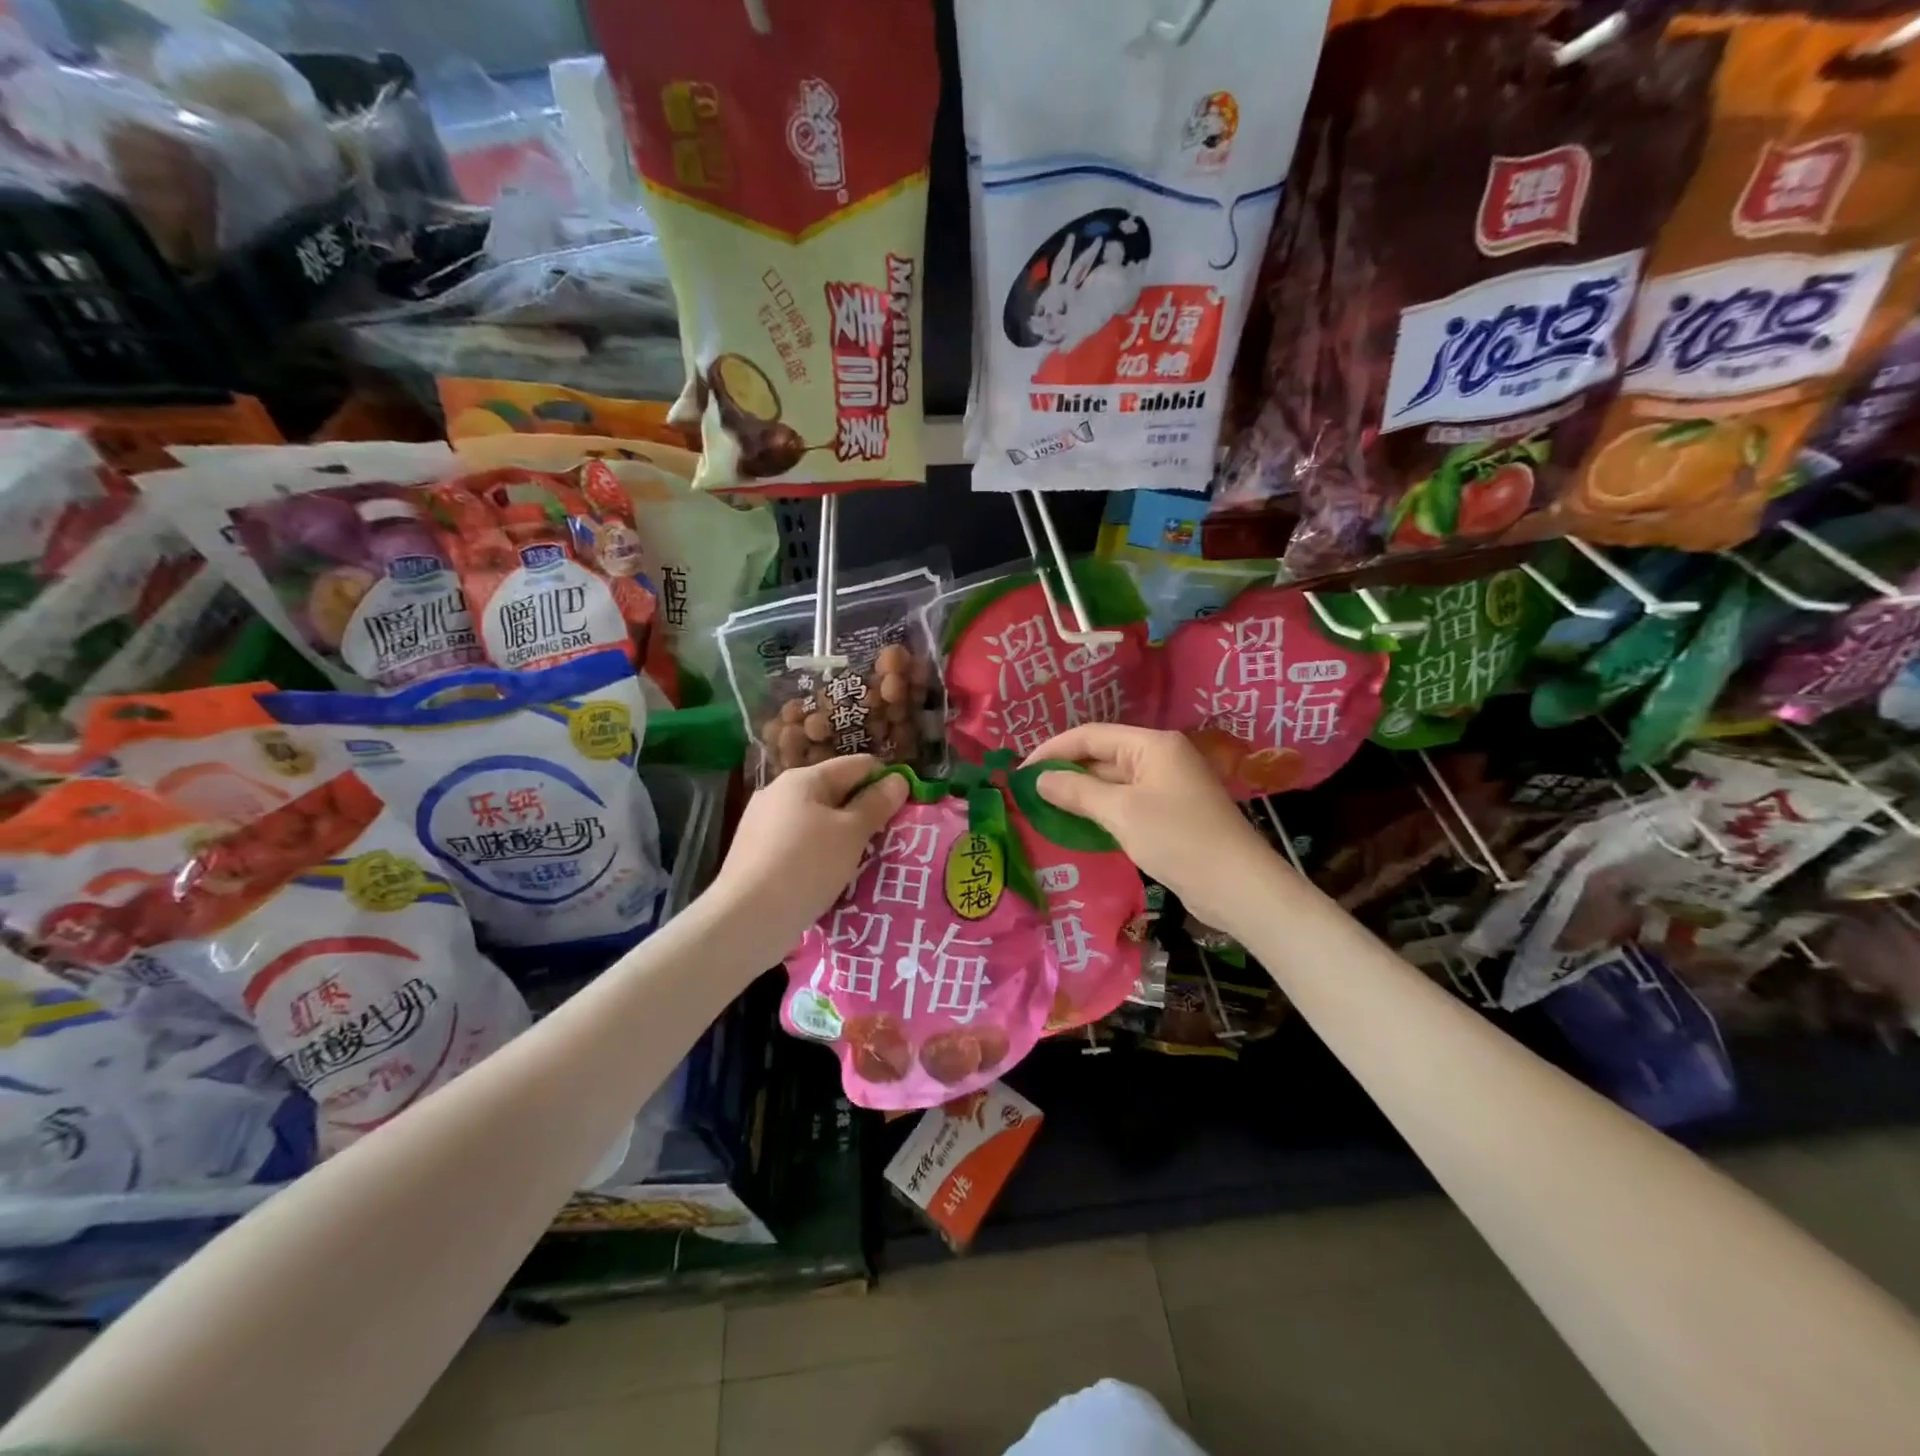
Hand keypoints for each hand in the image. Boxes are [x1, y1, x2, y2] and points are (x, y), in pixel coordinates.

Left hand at [704, 755, 908, 967]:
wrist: (746, 919)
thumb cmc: (806, 866)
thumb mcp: (851, 833)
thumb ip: (876, 804)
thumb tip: (898, 780)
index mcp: (803, 778)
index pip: (858, 765)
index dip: (885, 782)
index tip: (904, 811)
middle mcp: (779, 792)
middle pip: (836, 791)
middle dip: (864, 813)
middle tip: (887, 841)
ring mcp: (763, 823)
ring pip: (817, 820)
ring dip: (842, 837)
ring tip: (861, 864)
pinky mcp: (755, 853)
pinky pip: (799, 844)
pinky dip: (819, 855)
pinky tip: (828, 880)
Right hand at [1024, 724, 1284, 933]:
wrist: (1237, 886)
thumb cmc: (1178, 839)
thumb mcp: (1121, 812)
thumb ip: (1077, 792)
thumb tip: (1040, 780)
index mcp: (1152, 745)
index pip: (1091, 735)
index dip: (1053, 750)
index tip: (1021, 771)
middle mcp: (1160, 758)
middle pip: (1102, 756)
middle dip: (1065, 772)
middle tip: (1027, 793)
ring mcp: (1166, 786)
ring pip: (1112, 782)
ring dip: (1080, 794)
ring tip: (1043, 809)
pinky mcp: (1169, 813)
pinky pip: (1125, 803)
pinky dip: (1100, 811)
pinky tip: (1077, 826)